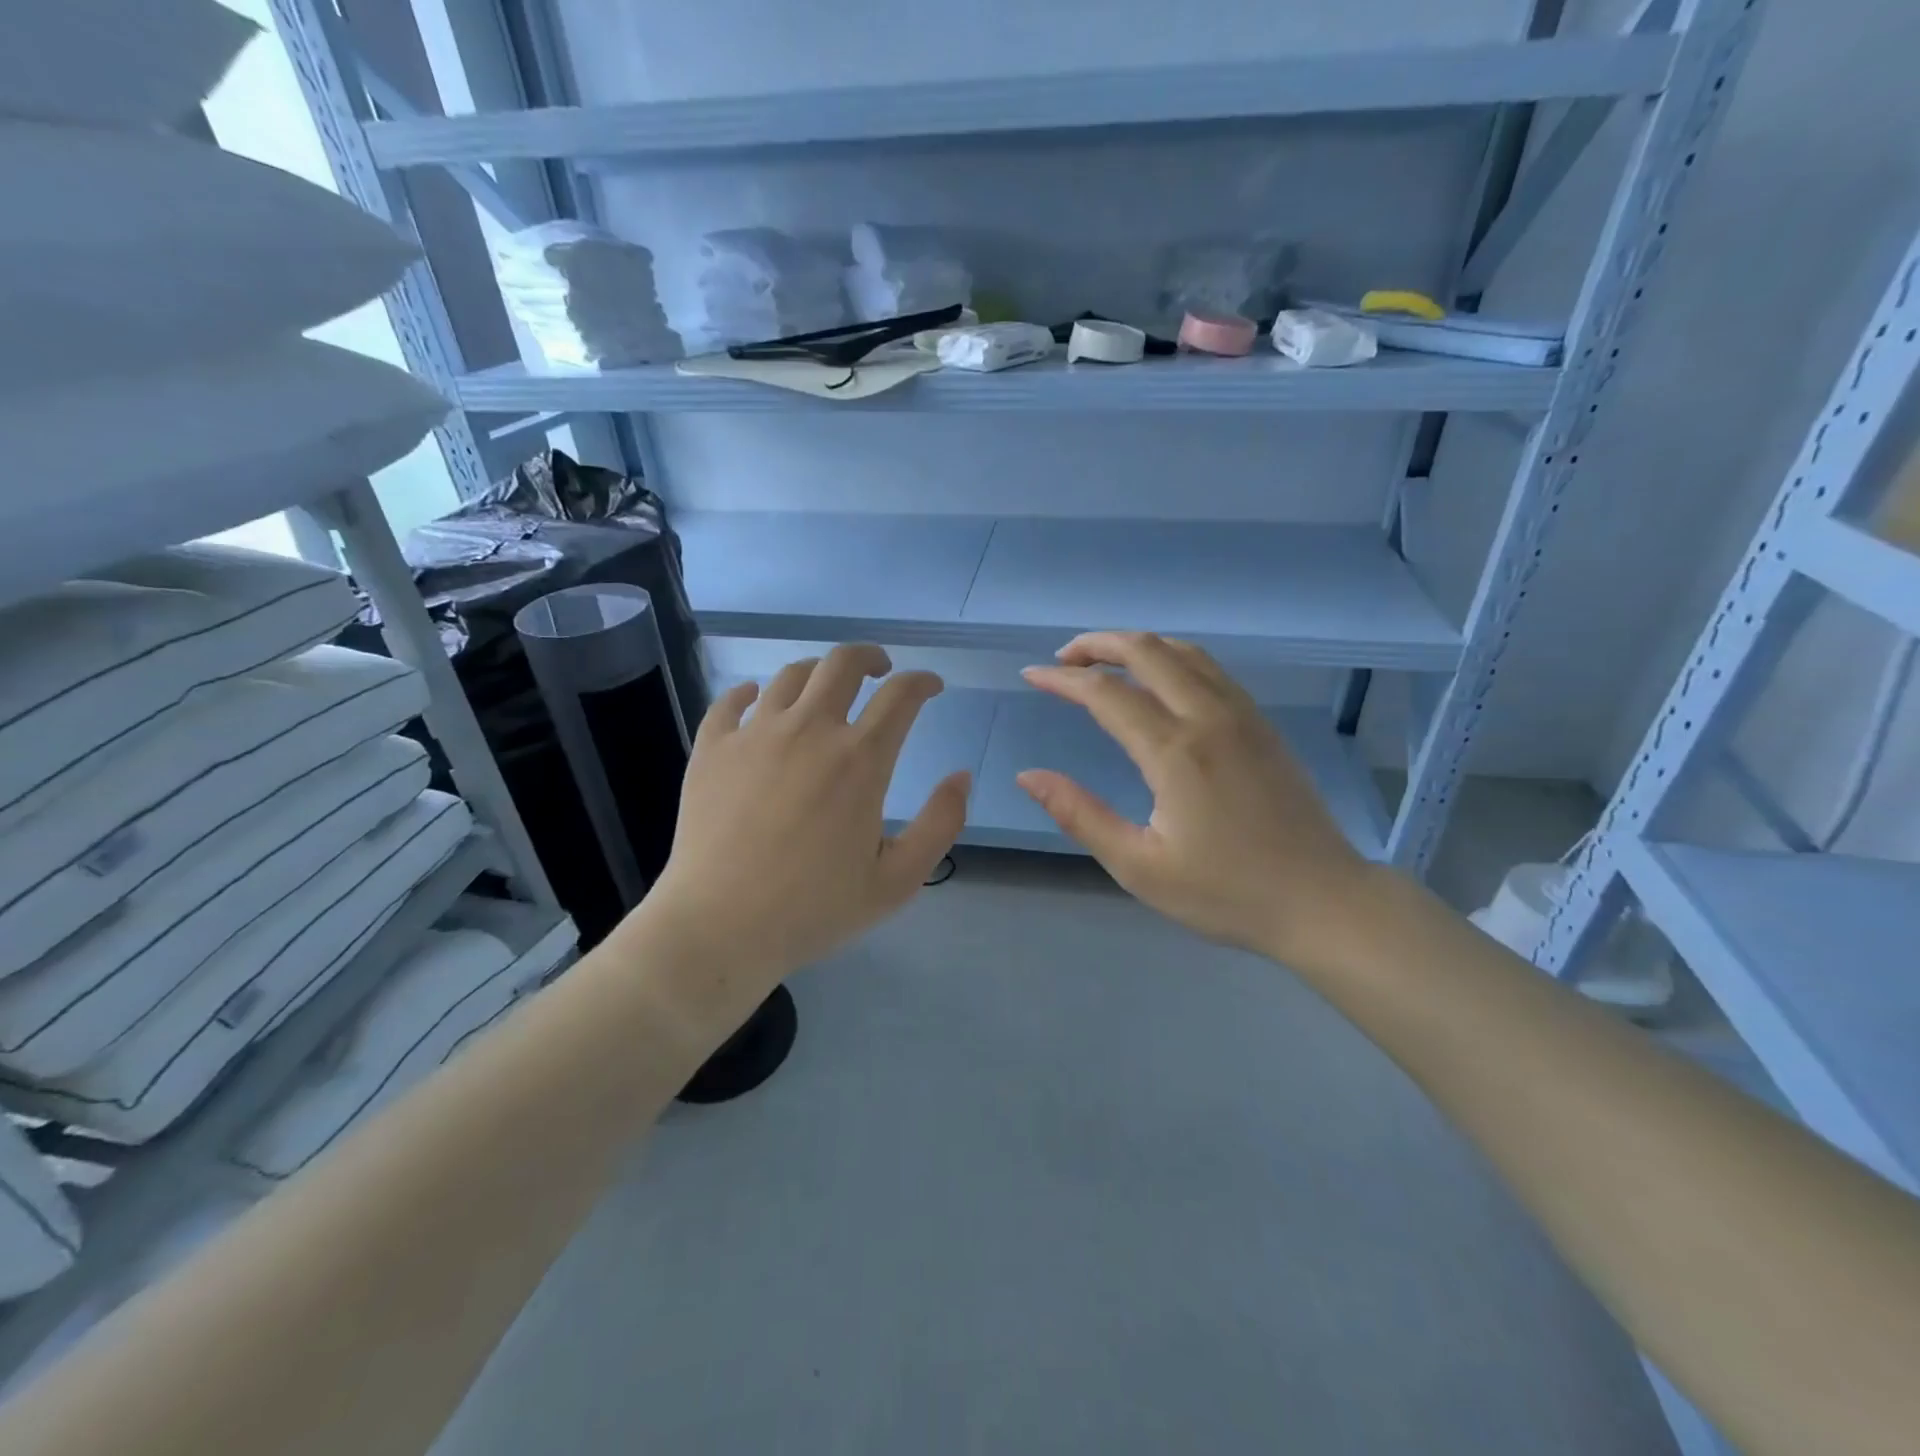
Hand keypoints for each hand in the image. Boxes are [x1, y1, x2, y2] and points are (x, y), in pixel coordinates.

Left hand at [635, 644, 969, 1021]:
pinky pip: (731, 700)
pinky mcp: (712, 748)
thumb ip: (941, 823)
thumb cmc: (814, 909)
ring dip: (818, 673)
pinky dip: (751, 692)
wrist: (719, 928)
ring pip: (790, 675)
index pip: (900, 695)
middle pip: (843, 663)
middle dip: (870, 658)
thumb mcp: (898, 880)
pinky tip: (757, 699)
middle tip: (880, 671)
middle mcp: (809, 730)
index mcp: (860, 760)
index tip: (930, 687)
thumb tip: (961, 775)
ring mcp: (755, 734)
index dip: (922, 682)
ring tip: (825, 690)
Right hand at [1018, 632, 1372, 967]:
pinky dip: (1172, 658)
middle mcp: (1208, 717)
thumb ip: (1081, 815)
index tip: (1031, 676)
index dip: (1062, 680)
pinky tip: (1160, 680)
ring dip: (1136, 646)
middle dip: (1097, 644)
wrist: (1322, 901)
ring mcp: (1242, 715)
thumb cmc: (1226, 893)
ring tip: (1103, 661)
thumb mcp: (1140, 866)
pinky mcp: (1262, 724)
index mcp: (1174, 751)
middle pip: (1146, 651)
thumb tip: (1028, 776)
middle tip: (1063, 660)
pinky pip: (1211, 669)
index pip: (1105, 693)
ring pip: (1183, 652)